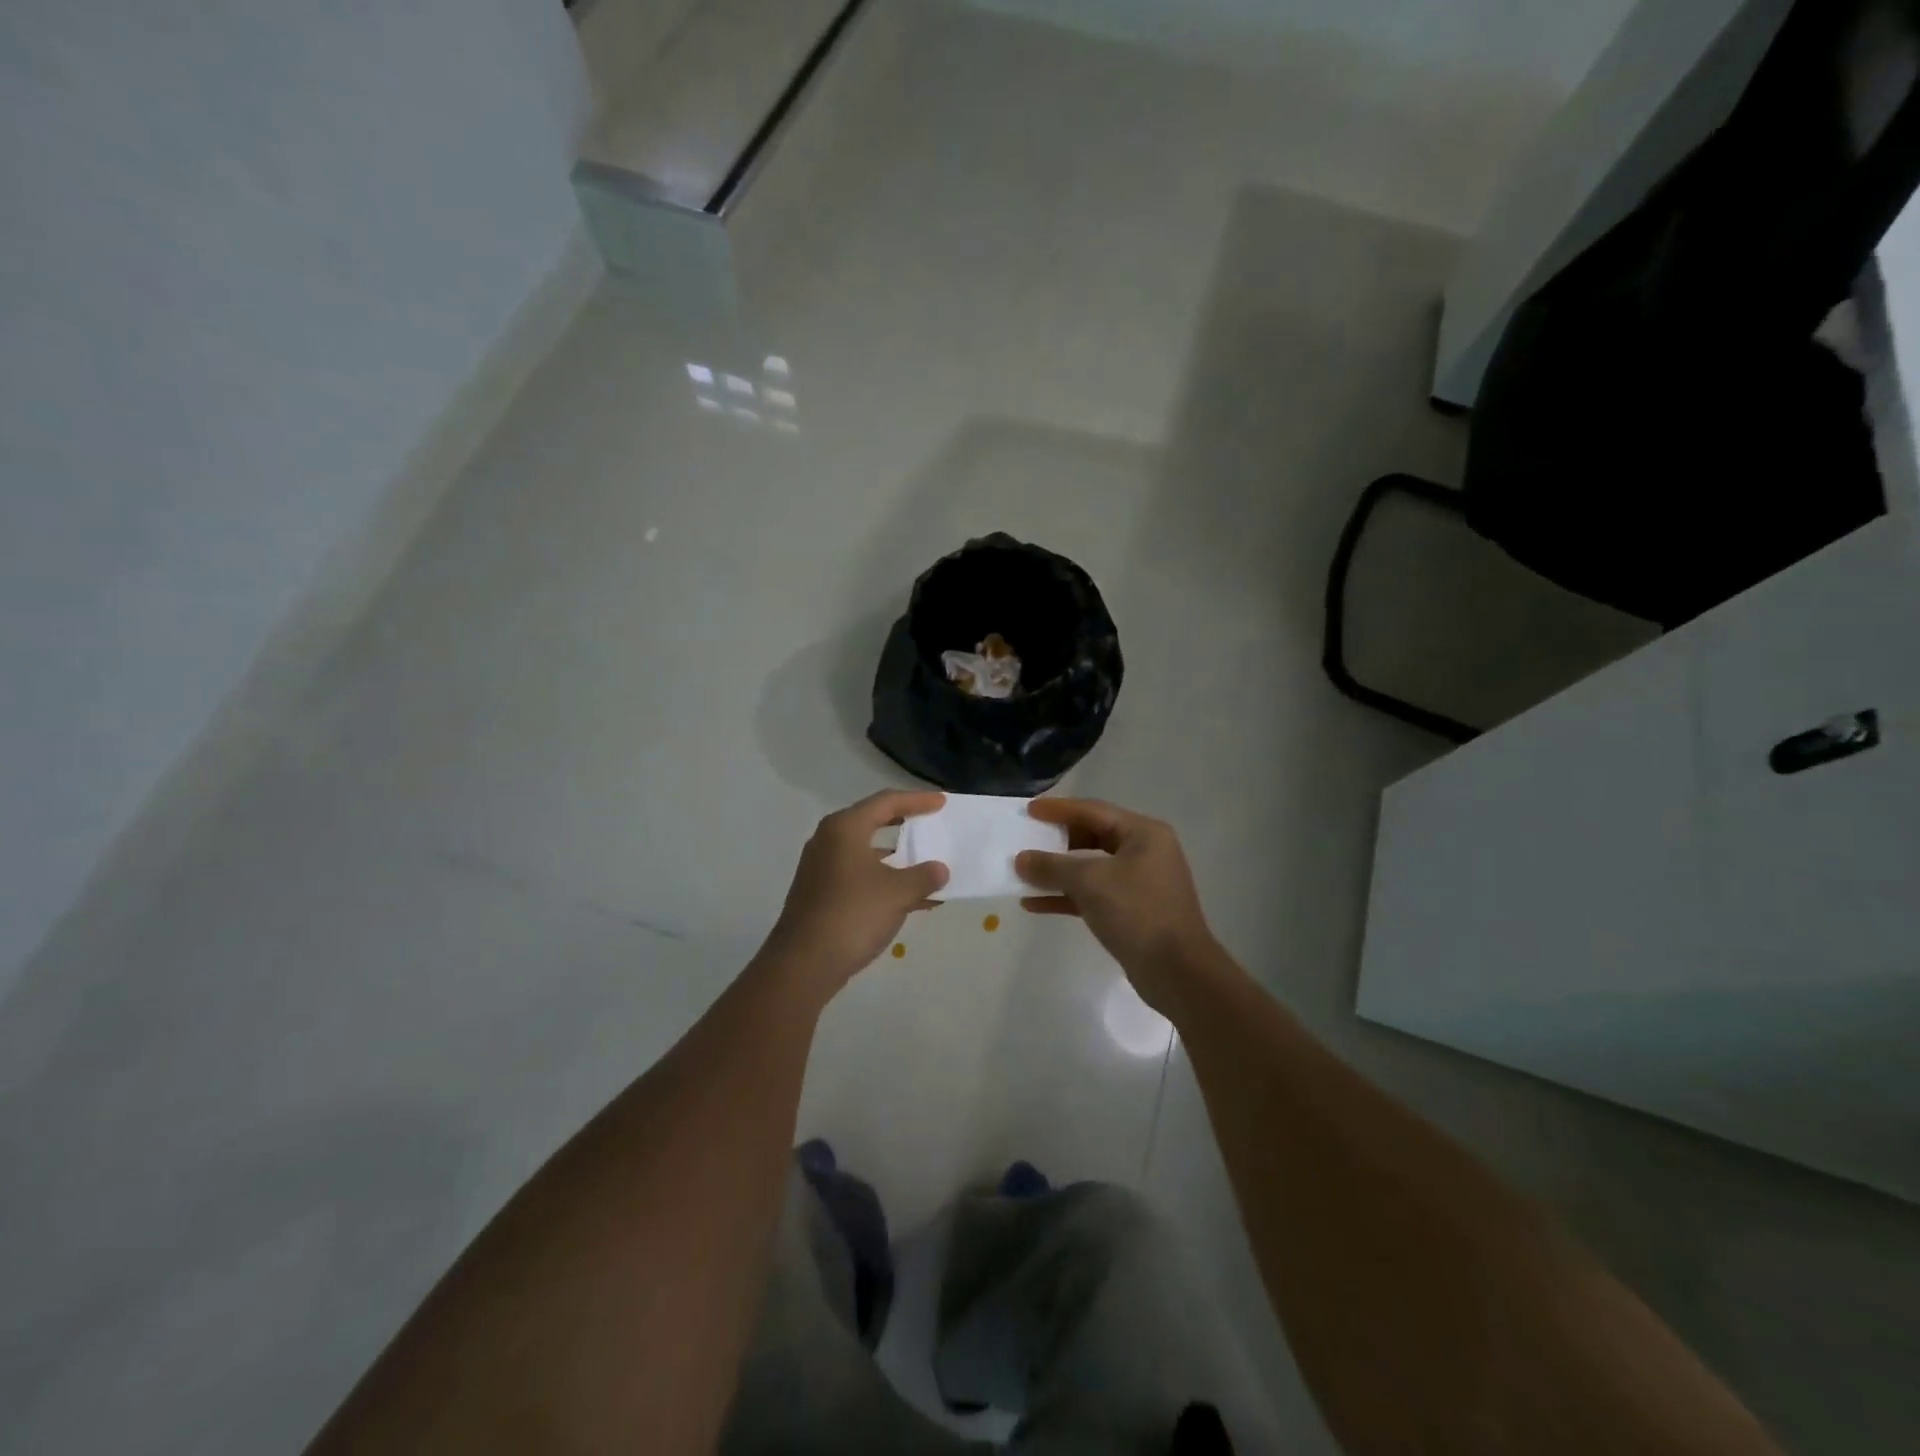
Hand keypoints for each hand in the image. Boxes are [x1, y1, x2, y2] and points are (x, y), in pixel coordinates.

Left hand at [761, 790, 948, 998]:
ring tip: (928, 865)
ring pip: (868, 853)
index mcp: (845, 828)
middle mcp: (830, 841)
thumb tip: (940, 870)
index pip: (886, 802)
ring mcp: (823, 869)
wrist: (804, 964)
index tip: (942, 803)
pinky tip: (913, 899)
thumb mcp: (897, 893)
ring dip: (898, 859)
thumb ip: (923, 876)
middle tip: (931, 824)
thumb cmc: (852, 914)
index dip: (917, 800)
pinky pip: (861, 877)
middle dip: (905, 825)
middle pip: (873, 823)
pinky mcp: (822, 894)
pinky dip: (886, 881)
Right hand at [1016, 798, 1224, 1015]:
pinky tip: (1034, 904)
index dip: (1058, 809)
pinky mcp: (1131, 912)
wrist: (1177, 972)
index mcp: (1143, 833)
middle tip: (1026, 839)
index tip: (1029, 810)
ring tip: (1023, 873)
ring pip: (1090, 868)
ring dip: (1057, 872)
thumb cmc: (1137, 912)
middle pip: (1092, 836)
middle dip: (1057, 841)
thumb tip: (1021, 860)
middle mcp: (1144, 852)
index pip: (1093, 811)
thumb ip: (1052, 866)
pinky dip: (1066, 897)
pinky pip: (1092, 895)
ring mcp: (1139, 883)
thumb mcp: (1090, 882)